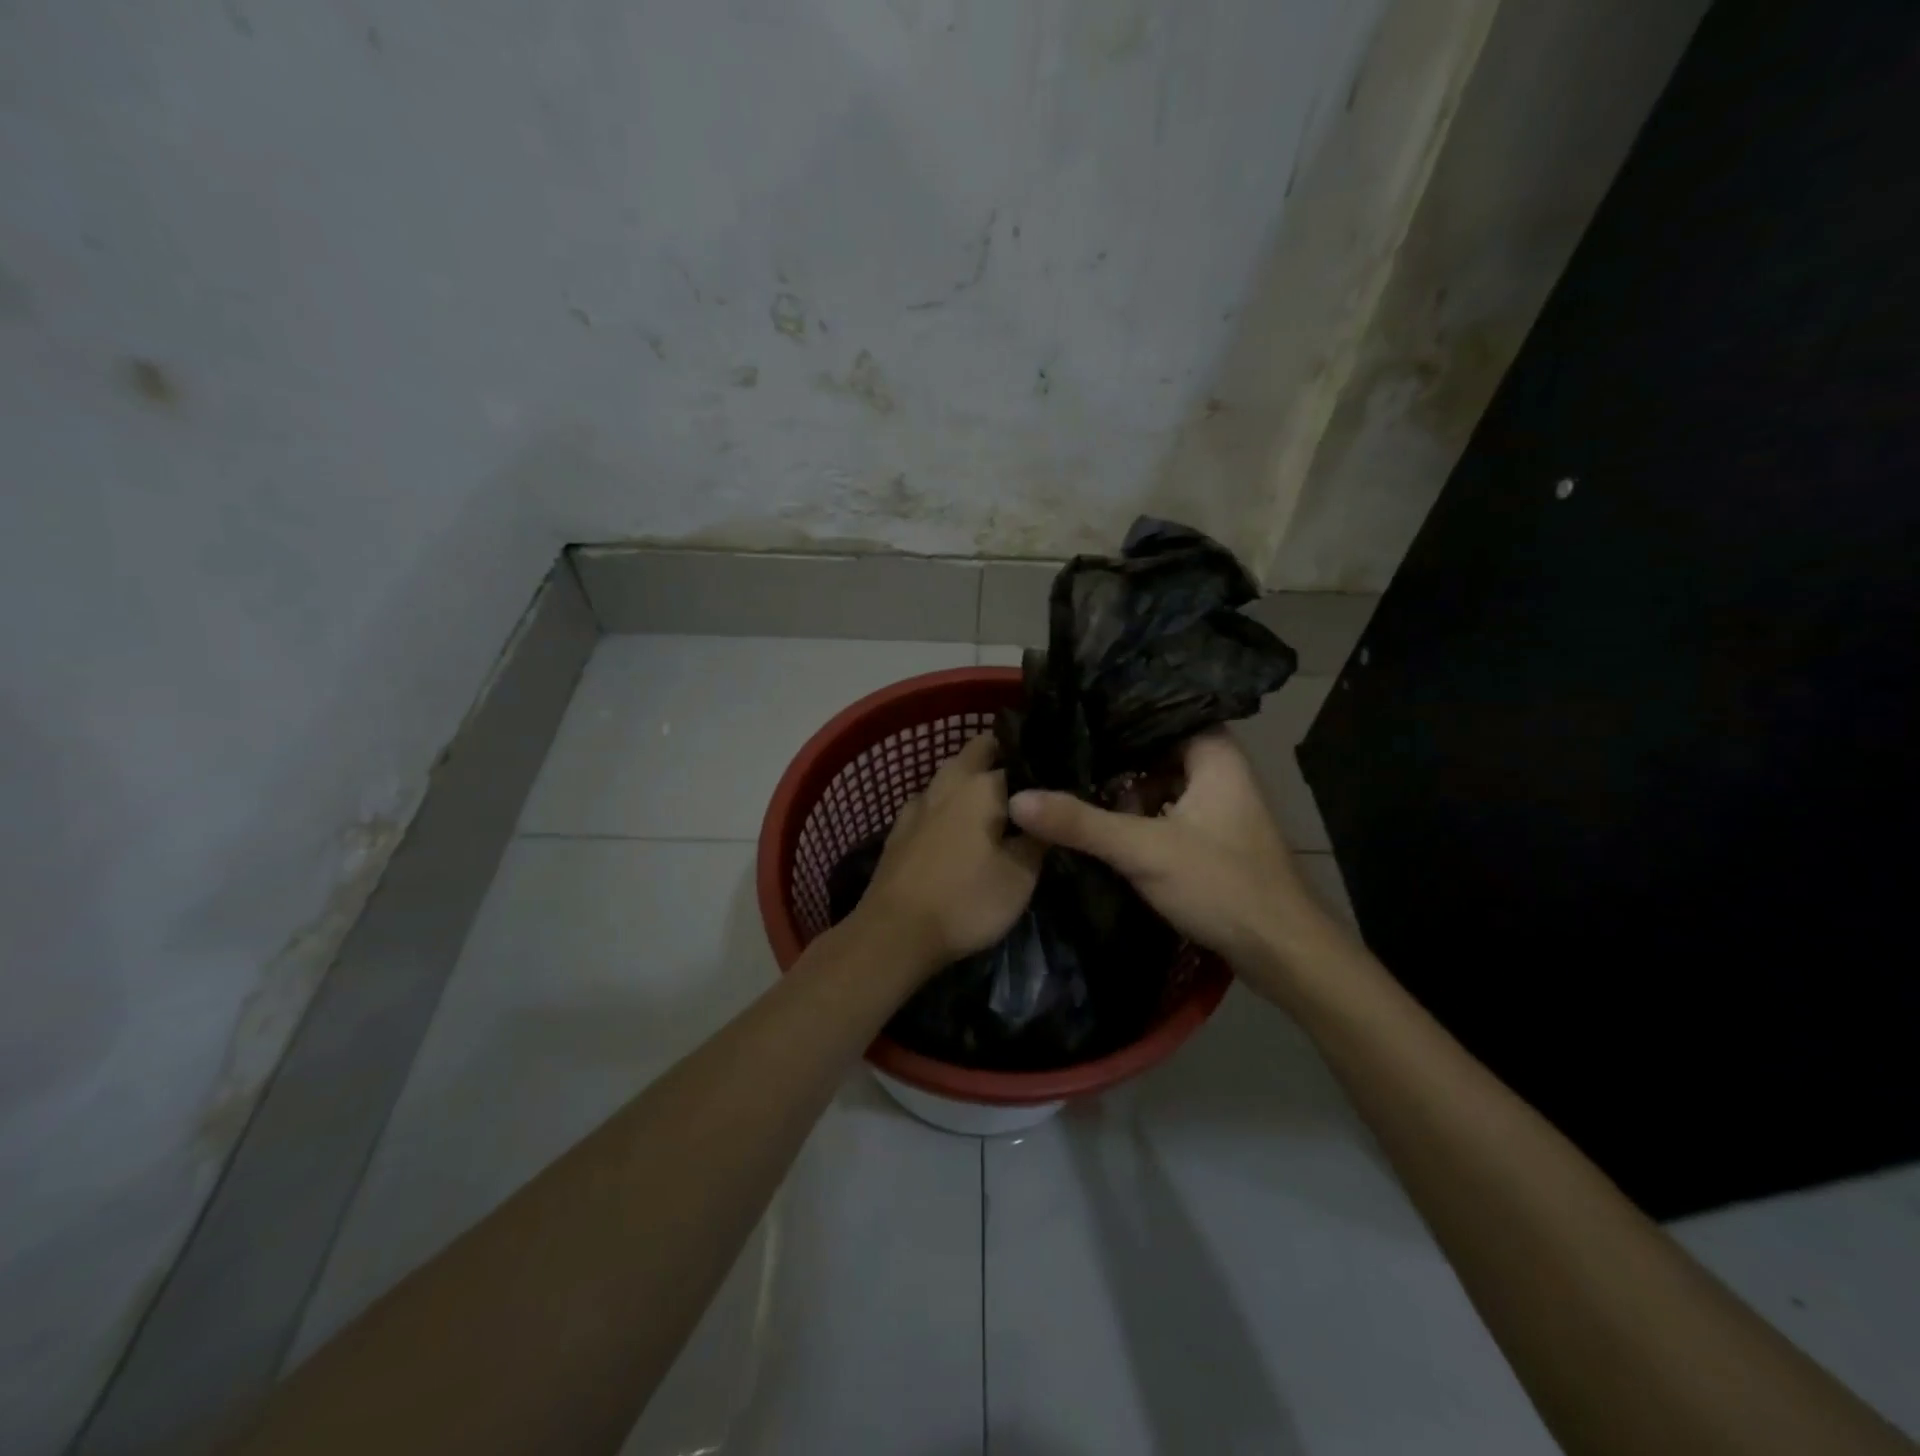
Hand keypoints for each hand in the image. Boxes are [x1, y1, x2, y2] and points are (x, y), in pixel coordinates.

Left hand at [857, 734, 1044, 972]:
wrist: (895, 932)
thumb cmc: (967, 900)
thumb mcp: (1021, 876)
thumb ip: (1038, 839)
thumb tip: (1048, 815)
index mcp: (982, 787)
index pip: (1019, 761)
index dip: (1039, 771)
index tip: (1055, 782)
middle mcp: (948, 783)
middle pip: (976, 751)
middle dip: (999, 756)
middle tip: (1025, 785)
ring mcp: (918, 805)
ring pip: (949, 775)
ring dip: (969, 780)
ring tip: (993, 805)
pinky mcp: (899, 829)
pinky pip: (930, 803)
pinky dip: (946, 806)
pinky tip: (954, 827)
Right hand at [1008, 730, 1341, 991]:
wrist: (1283, 952)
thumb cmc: (1222, 885)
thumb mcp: (1144, 850)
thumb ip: (1080, 822)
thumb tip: (1017, 799)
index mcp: (1215, 755)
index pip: (1159, 713)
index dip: (1116, 715)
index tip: (1070, 717)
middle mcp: (1220, 772)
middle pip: (1155, 750)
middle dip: (1112, 758)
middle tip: (1061, 755)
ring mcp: (1218, 807)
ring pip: (1159, 784)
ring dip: (1124, 792)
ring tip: (1072, 788)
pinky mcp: (1213, 840)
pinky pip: (1166, 812)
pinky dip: (1138, 818)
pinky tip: (1104, 827)